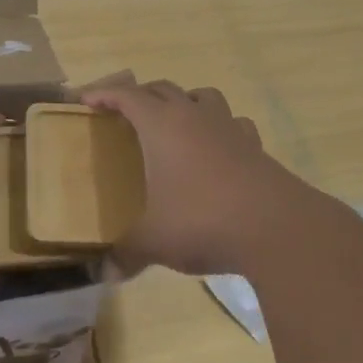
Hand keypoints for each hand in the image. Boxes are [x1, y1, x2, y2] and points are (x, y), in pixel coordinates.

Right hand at [81, 80, 314, 275]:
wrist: (276, 227)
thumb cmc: (203, 220)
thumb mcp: (155, 240)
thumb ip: (127, 253)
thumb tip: (105, 273)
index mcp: (162, 125)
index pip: (127, 96)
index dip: (104, 94)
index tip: (86, 99)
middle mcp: (194, 115)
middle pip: (162, 89)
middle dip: (140, 95)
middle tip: (124, 112)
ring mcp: (229, 127)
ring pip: (202, 96)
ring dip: (184, 101)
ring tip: (174, 122)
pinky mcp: (255, 145)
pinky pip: (234, 123)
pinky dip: (220, 127)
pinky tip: (218, 148)